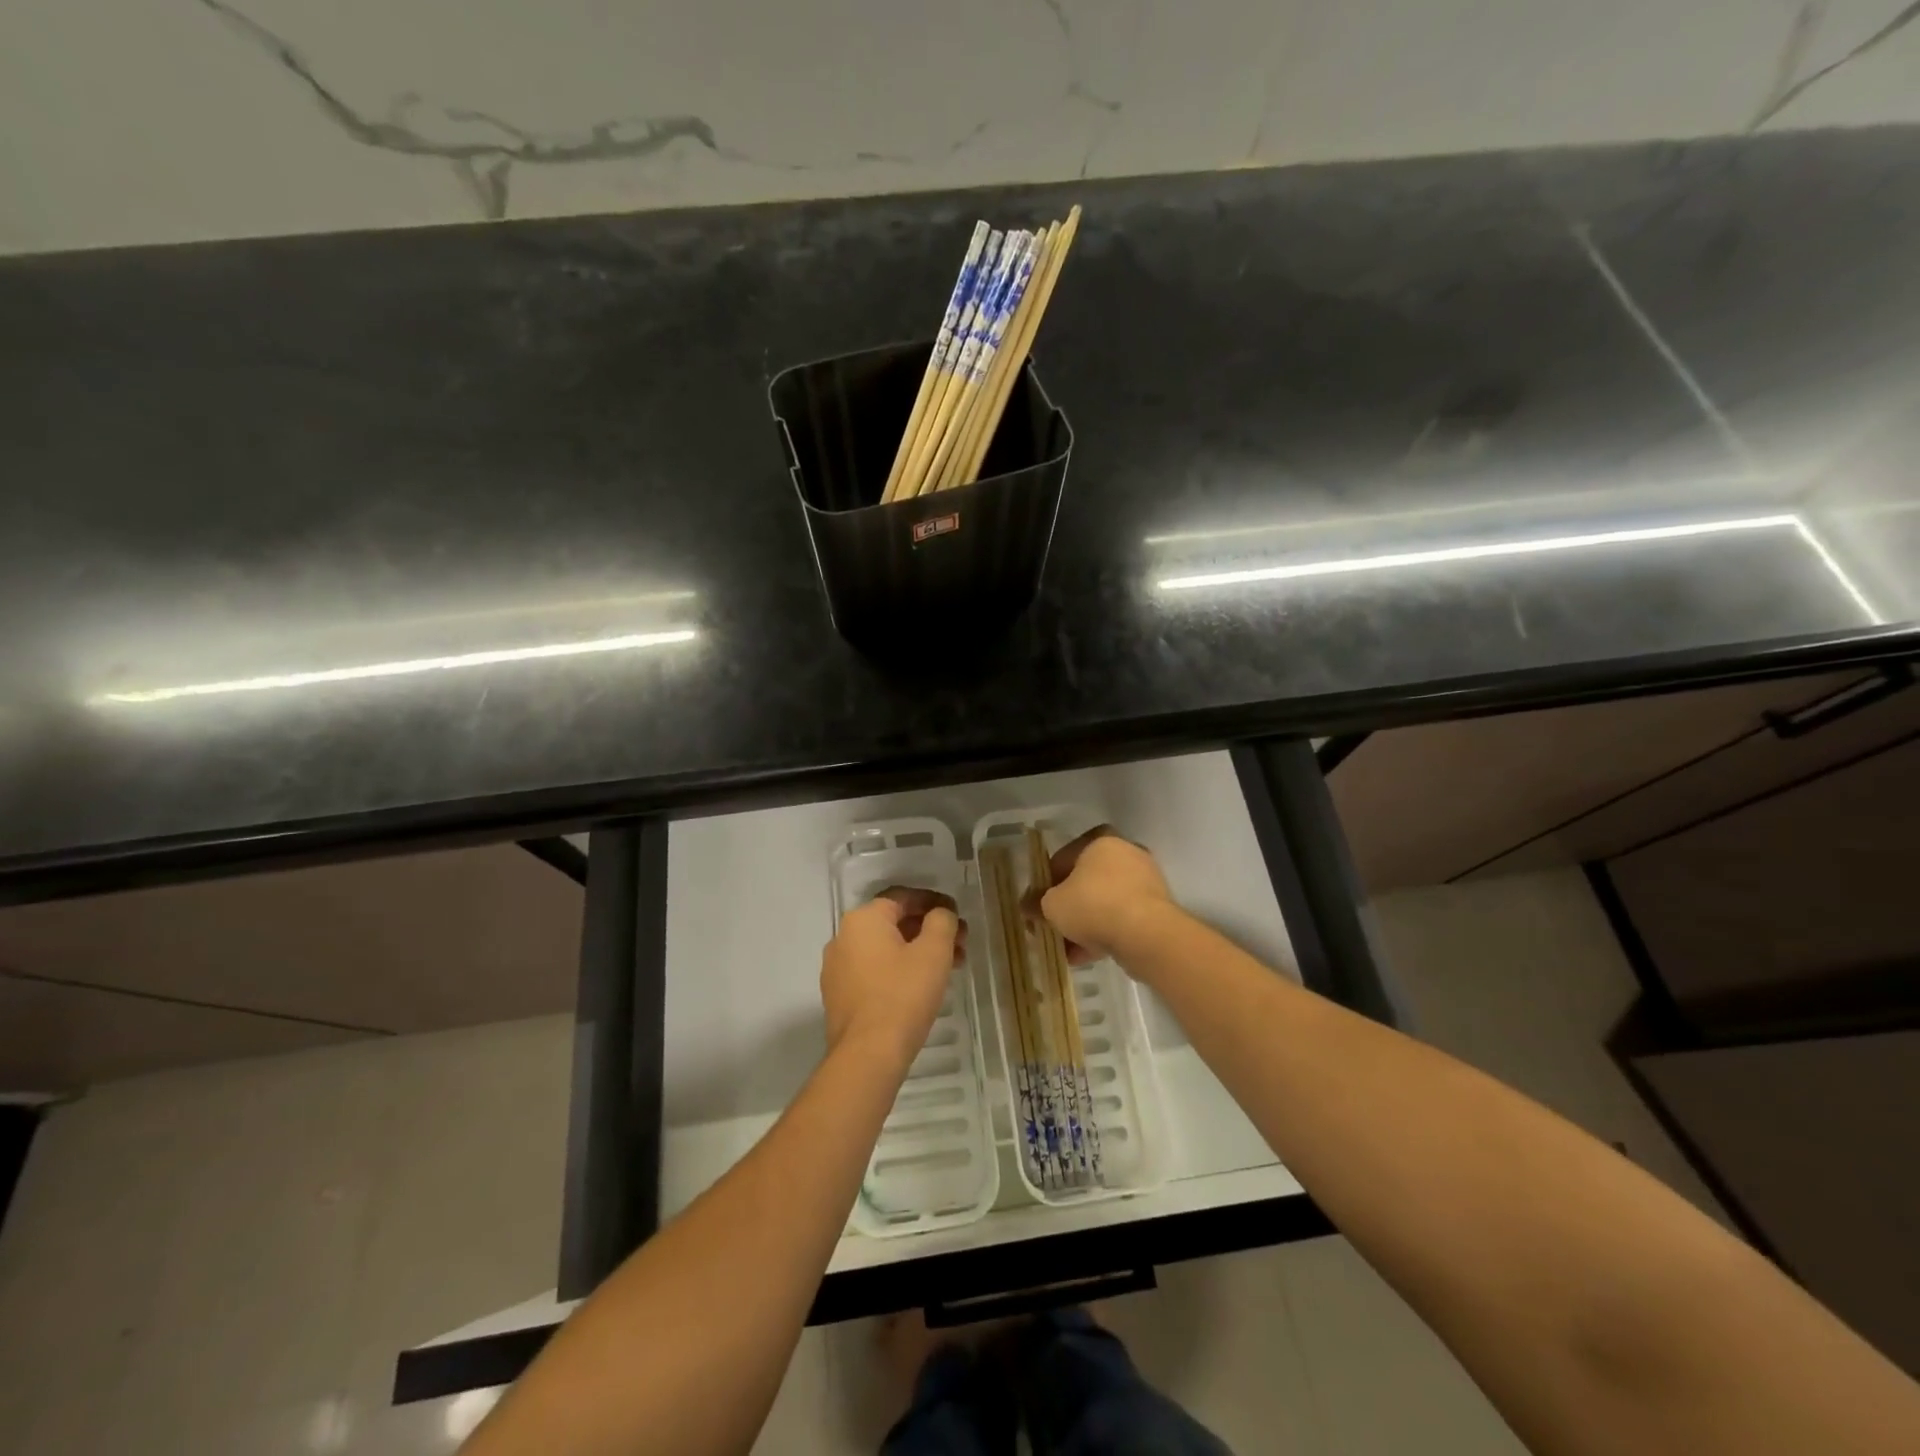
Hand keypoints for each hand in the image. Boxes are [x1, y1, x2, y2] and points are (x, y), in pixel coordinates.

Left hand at [821, 887, 965, 1068]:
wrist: (867, 1055)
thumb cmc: (903, 995)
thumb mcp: (934, 951)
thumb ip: (941, 921)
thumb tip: (940, 914)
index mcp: (863, 919)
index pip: (903, 897)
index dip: (934, 902)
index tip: (957, 915)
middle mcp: (843, 937)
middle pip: (893, 923)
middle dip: (929, 930)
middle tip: (959, 944)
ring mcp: (837, 968)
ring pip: (884, 949)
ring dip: (917, 952)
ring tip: (948, 969)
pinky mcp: (838, 996)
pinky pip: (873, 971)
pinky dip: (898, 971)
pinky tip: (921, 987)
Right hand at [1028, 826, 1173, 964]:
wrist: (1147, 935)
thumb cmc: (1093, 906)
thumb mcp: (1052, 905)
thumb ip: (1037, 904)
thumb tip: (1026, 906)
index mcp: (1100, 842)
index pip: (1063, 858)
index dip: (1045, 884)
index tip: (1037, 906)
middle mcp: (1125, 854)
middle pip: (1086, 882)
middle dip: (1067, 907)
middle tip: (1052, 927)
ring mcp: (1145, 881)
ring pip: (1104, 903)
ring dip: (1085, 924)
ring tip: (1067, 950)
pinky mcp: (1157, 908)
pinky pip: (1122, 918)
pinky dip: (1105, 933)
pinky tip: (1086, 956)